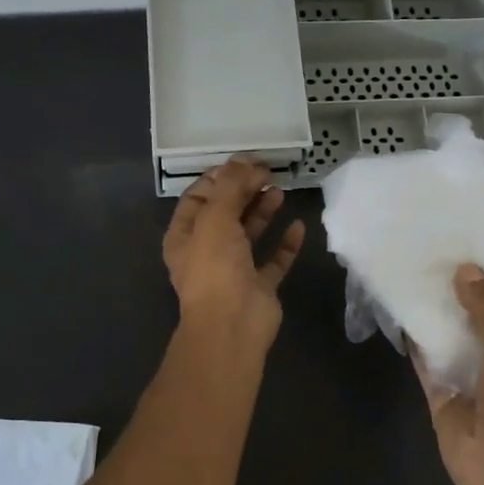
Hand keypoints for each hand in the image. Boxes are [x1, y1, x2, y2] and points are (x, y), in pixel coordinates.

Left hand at [163, 159, 304, 350]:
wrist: (232, 325)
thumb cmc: (215, 267)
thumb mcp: (216, 217)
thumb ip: (230, 186)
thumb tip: (244, 159)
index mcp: (185, 236)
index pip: (198, 197)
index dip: (219, 178)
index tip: (244, 162)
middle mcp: (206, 251)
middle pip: (225, 213)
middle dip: (244, 190)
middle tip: (267, 172)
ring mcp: (233, 270)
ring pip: (249, 234)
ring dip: (263, 211)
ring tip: (280, 190)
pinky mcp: (259, 286)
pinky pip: (274, 260)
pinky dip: (285, 243)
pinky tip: (298, 226)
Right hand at [416, 265, 483, 484]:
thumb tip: (465, 270)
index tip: (468, 242)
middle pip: (478, 313)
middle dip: (458, 287)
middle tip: (431, 249)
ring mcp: (469, 373)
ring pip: (449, 333)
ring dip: (434, 309)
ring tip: (410, 270)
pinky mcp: (441, 390)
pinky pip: (425, 358)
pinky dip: (413, 338)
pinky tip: (397, 309)